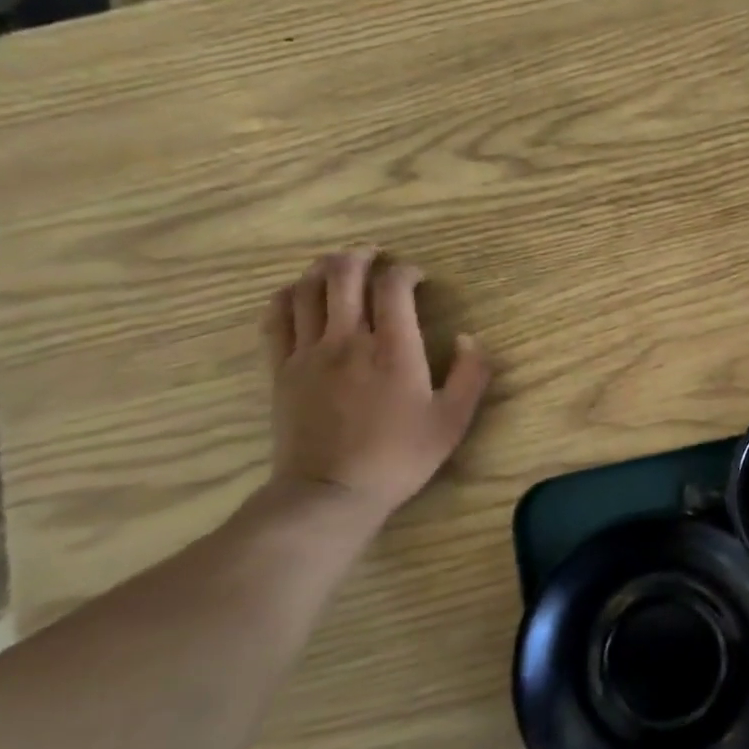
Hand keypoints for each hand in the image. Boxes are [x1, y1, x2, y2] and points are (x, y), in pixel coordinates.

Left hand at [261, 248, 490, 519]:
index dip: (406, 271)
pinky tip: (300, 294)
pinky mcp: (282, 369)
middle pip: (344, 274)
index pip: (393, 286)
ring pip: (308, 288)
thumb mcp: (453, 420)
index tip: (418, 277)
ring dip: (325, 268)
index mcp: (393, 348)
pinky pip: (277, 317)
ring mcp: (308, 352)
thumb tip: (470, 338)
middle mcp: (348, 339)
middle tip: (376, 255)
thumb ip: (471, 374)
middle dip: (361, 255)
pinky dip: (289, 295)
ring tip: (340, 266)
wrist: (331, 493)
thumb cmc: (399, 457)